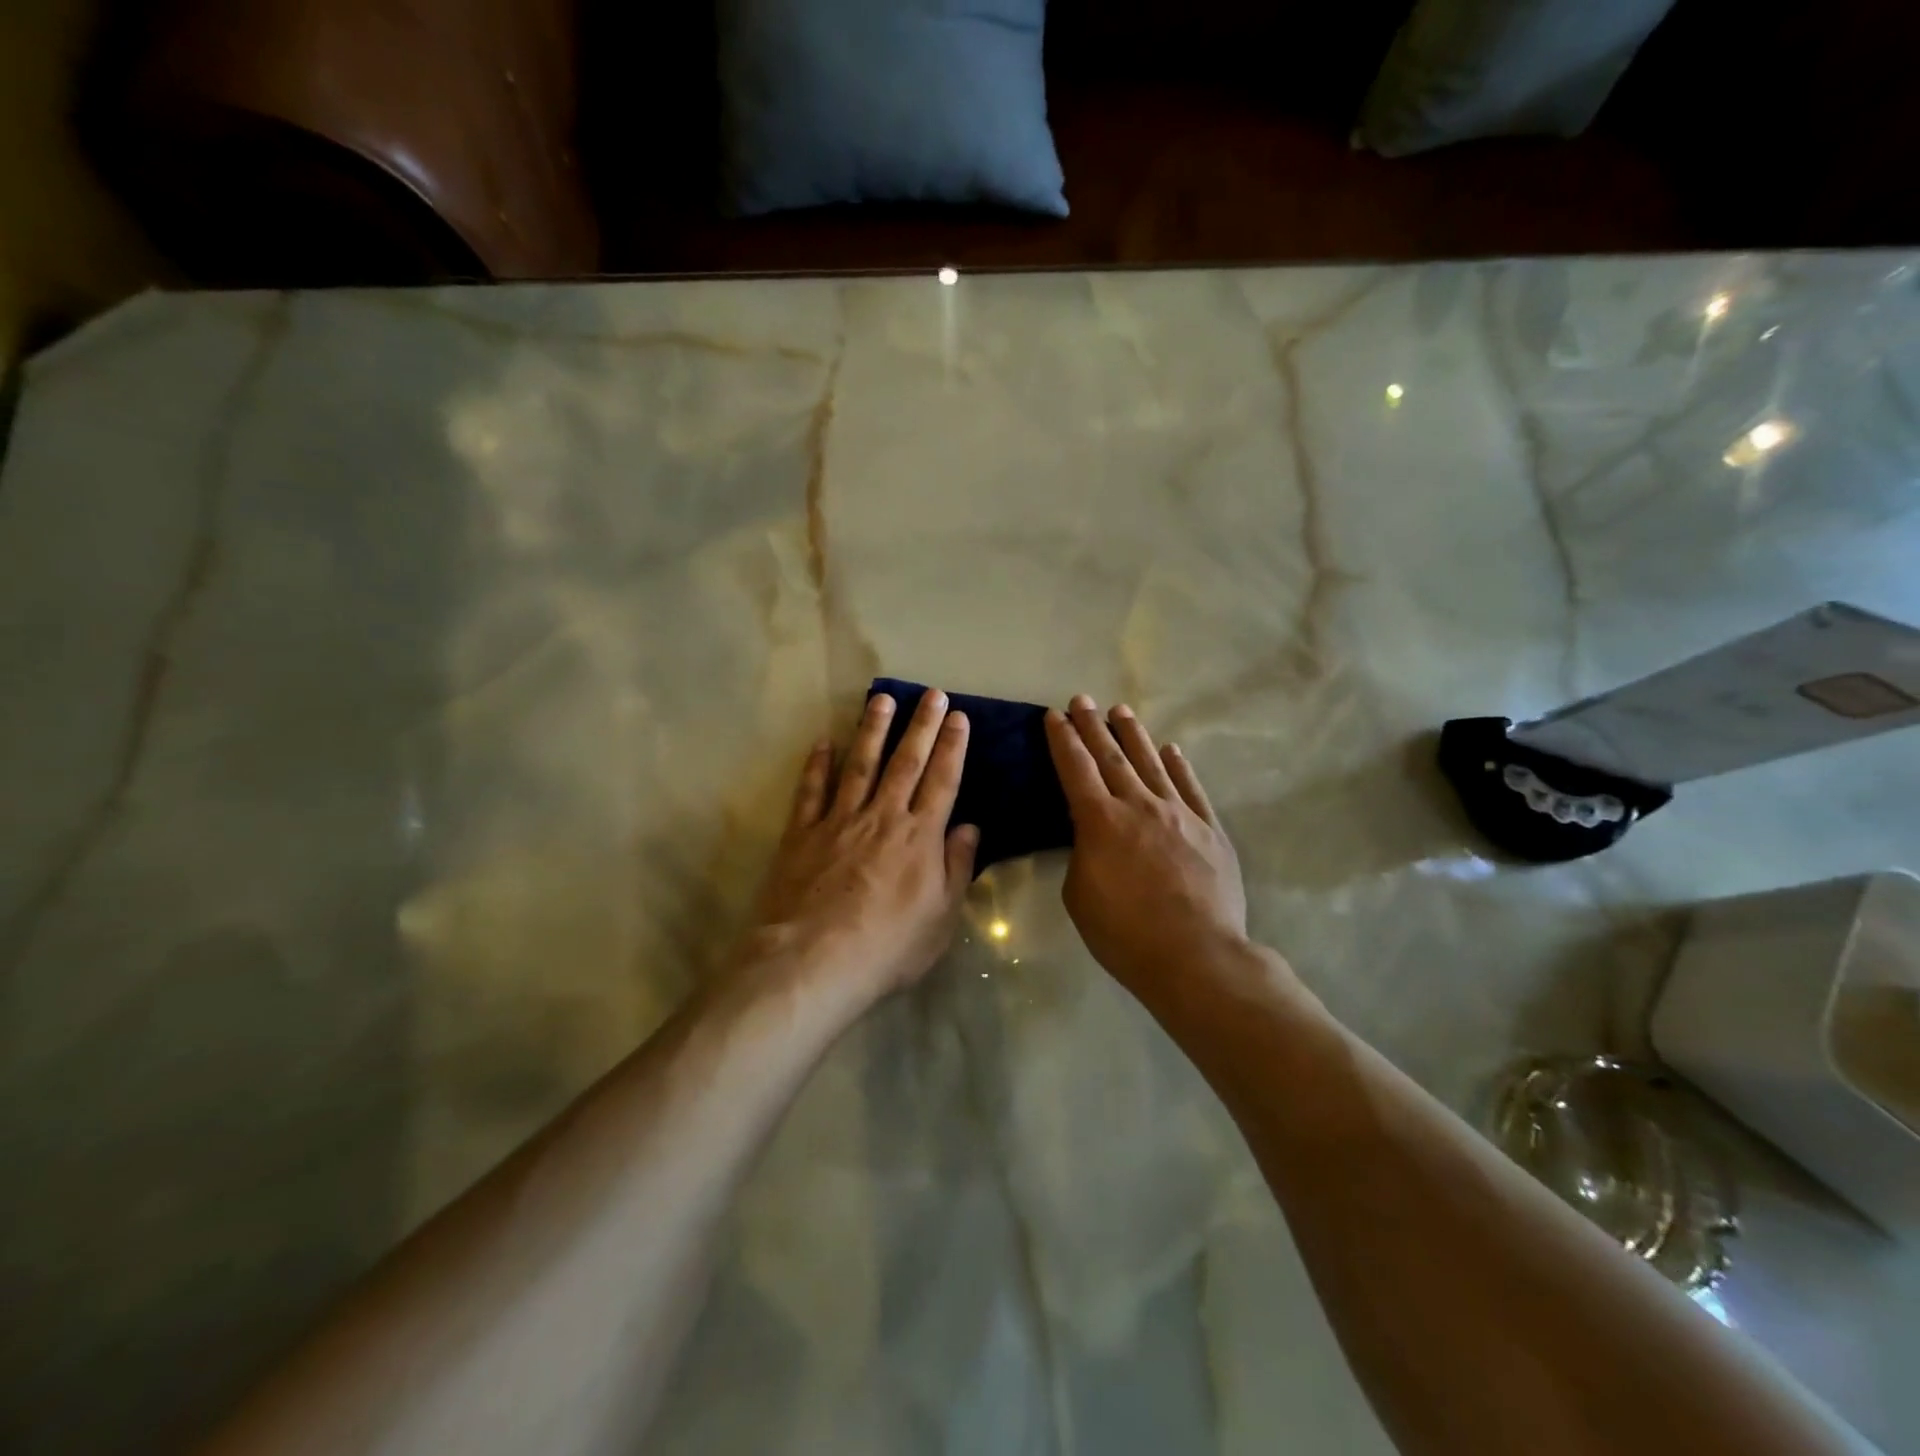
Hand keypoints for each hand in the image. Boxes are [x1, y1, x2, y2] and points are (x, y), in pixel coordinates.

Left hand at [740, 690, 979, 1008]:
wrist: (813, 962)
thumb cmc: (887, 948)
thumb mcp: (941, 918)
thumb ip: (957, 868)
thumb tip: (969, 826)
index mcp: (920, 837)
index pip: (942, 781)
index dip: (952, 746)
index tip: (959, 717)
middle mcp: (882, 817)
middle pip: (906, 762)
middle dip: (921, 725)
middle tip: (931, 693)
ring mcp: (839, 821)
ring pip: (860, 765)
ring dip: (872, 730)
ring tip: (882, 699)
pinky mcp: (802, 833)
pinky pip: (812, 790)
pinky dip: (818, 764)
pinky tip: (824, 741)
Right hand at [1045, 695, 1248, 995]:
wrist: (1196, 955)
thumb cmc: (1125, 934)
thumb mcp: (1080, 895)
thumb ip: (1082, 855)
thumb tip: (1092, 836)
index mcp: (1100, 821)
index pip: (1075, 768)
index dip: (1062, 739)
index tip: (1054, 715)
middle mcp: (1138, 805)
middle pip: (1111, 756)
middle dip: (1093, 726)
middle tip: (1082, 700)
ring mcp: (1178, 813)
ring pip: (1152, 763)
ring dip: (1133, 735)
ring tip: (1121, 711)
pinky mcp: (1209, 829)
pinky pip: (1191, 788)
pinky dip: (1179, 766)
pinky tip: (1171, 750)